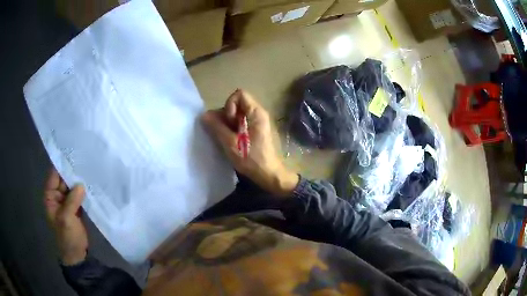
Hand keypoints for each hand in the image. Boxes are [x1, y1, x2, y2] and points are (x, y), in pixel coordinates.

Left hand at [44, 168, 87, 264]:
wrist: (77, 254)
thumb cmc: (67, 237)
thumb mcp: (67, 219)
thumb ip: (72, 201)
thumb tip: (81, 184)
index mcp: (50, 197)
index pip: (54, 176)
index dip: (62, 166)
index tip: (73, 155)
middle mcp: (57, 196)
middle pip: (64, 179)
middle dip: (72, 172)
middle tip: (85, 160)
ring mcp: (66, 202)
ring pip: (72, 186)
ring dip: (79, 181)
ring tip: (90, 169)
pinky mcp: (75, 207)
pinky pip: (78, 195)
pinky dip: (83, 191)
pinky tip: (91, 184)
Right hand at [202, 89, 298, 196]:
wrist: (269, 175)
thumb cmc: (251, 159)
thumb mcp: (231, 143)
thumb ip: (217, 127)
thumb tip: (204, 115)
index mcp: (256, 113)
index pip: (239, 94)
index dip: (229, 105)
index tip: (228, 121)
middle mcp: (258, 114)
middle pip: (237, 104)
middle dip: (226, 116)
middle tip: (223, 133)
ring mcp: (258, 122)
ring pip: (237, 115)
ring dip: (228, 124)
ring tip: (226, 139)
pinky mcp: (256, 131)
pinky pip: (241, 123)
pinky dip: (233, 129)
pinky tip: (230, 141)